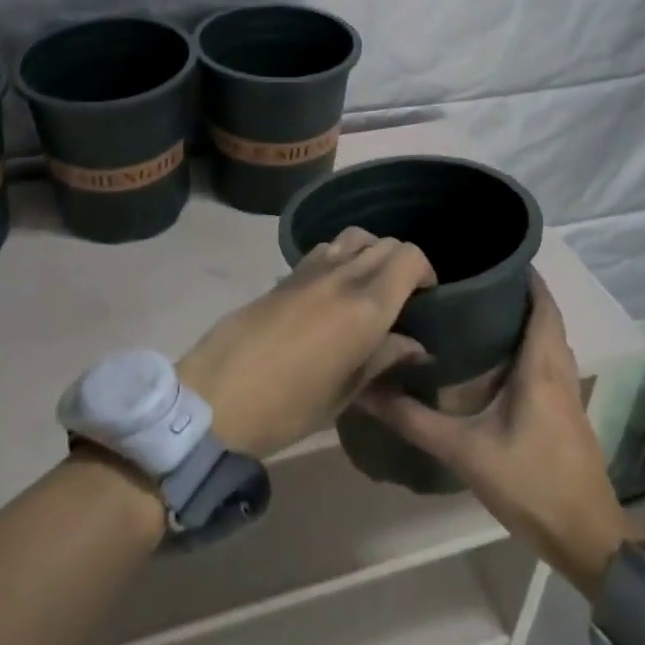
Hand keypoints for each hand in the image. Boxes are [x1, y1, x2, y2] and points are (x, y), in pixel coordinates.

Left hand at [178, 228, 435, 458]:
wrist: (218, 396)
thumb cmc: (289, 407)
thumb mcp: (345, 393)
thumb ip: (383, 359)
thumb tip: (415, 345)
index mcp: (365, 307)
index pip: (408, 257)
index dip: (425, 270)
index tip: (426, 297)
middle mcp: (341, 276)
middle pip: (384, 243)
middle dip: (401, 262)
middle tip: (402, 296)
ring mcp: (309, 271)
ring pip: (353, 237)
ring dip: (370, 253)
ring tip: (369, 287)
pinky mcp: (284, 275)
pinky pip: (325, 250)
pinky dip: (341, 258)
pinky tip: (333, 290)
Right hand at [356, 273, 642, 594]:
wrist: (588, 540)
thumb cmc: (531, 484)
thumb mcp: (465, 452)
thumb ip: (414, 420)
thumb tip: (366, 390)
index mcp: (541, 366)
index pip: (541, 302)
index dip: (523, 274)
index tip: (489, 253)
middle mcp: (559, 369)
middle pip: (544, 315)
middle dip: (515, 291)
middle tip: (471, 276)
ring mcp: (568, 392)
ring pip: (548, 338)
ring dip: (522, 318)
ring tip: (478, 306)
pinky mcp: (567, 412)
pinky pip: (549, 360)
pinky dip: (528, 344)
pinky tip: (496, 356)